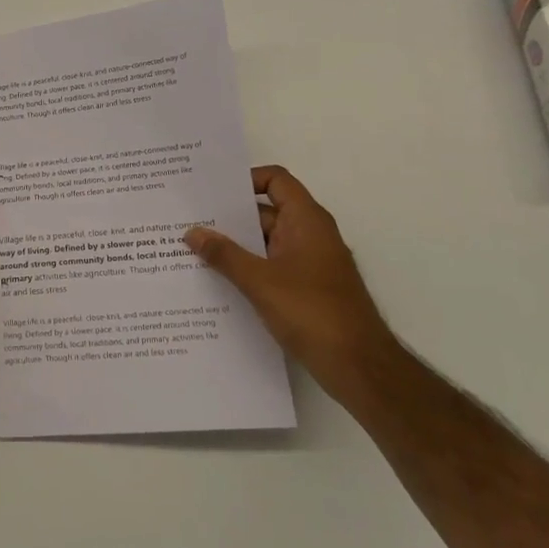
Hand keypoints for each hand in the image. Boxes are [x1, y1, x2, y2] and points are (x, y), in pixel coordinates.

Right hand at [184, 166, 394, 387]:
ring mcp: (310, 264)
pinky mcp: (307, 290)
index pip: (276, 180)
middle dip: (229, 217)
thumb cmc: (312, 312)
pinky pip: (271, 267)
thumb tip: (192, 231)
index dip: (245, 179)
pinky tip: (217, 282)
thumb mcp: (260, 281)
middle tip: (189, 220)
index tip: (212, 191)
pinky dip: (247, 269)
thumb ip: (224, 254)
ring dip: (235, 247)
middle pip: (265, 212)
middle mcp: (310, 235)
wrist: (359, 367)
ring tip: (193, 251)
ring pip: (266, 243)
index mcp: (306, 221)